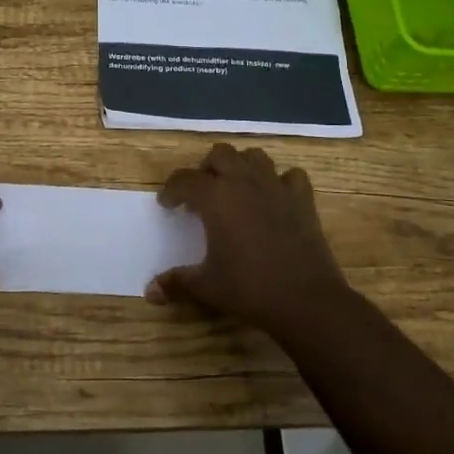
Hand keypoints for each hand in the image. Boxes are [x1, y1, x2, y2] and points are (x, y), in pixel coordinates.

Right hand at [148, 144, 361, 339]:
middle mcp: (244, 182)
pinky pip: (290, 175)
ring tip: (236, 189)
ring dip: (242, 166)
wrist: (304, 299)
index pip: (184, 180)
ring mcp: (276, 186)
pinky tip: (275, 198)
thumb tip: (149, 292)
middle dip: (206, 168)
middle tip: (202, 193)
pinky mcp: (303, 198)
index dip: (171, 190)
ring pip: (255, 156)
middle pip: (220, 154)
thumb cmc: (249, 288)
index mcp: (215, 198)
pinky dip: (280, 181)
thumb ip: (176, 282)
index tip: (167, 205)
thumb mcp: (206, 286)